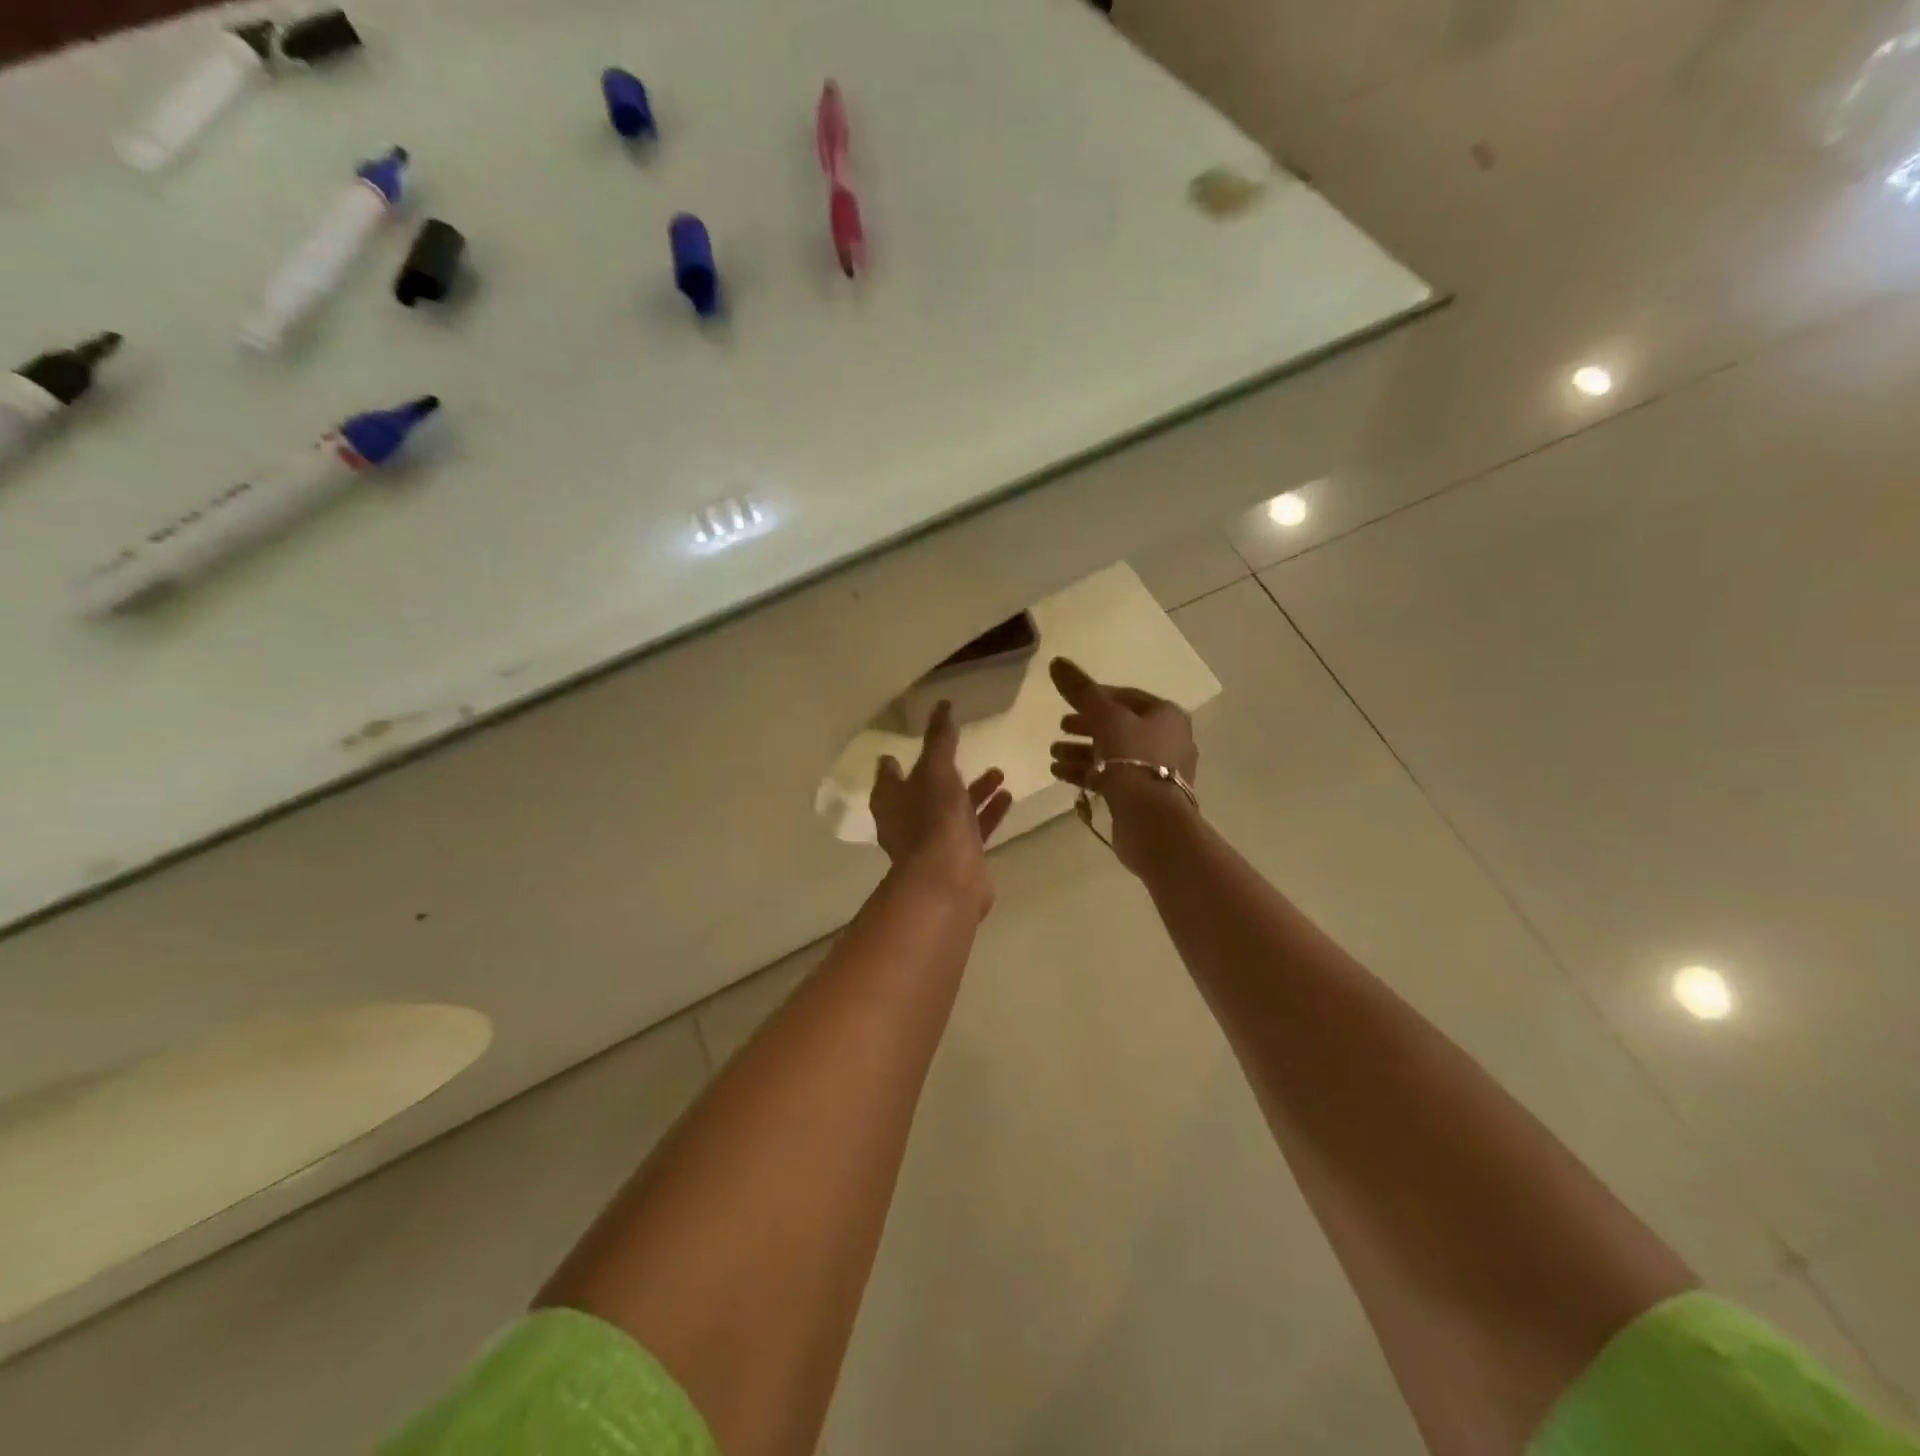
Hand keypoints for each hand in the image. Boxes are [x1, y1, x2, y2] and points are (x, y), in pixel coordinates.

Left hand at [871, 700, 1013, 916]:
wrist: (948, 880)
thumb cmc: (933, 818)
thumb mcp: (936, 770)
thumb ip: (940, 739)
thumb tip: (942, 705)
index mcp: (891, 800)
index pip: (889, 775)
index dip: (896, 762)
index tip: (904, 748)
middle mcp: (907, 821)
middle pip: (925, 792)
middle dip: (947, 773)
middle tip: (965, 754)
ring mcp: (933, 842)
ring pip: (954, 809)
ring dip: (975, 792)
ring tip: (999, 773)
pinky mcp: (959, 857)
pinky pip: (975, 829)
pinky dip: (989, 812)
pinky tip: (1008, 798)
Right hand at [1048, 657, 1198, 873]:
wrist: (1152, 820)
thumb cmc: (1133, 759)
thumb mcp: (1105, 717)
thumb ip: (1081, 691)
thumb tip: (1056, 661)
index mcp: (1166, 716)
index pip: (1126, 697)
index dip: (1095, 697)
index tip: (1068, 704)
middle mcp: (1167, 741)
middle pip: (1118, 727)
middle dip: (1085, 727)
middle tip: (1060, 728)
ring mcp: (1157, 772)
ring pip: (1113, 754)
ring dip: (1081, 752)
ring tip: (1053, 755)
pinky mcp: (1144, 797)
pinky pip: (1112, 777)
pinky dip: (1087, 773)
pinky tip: (1059, 774)